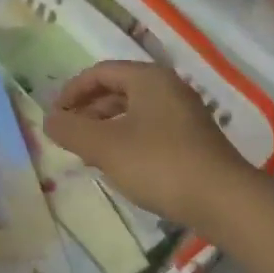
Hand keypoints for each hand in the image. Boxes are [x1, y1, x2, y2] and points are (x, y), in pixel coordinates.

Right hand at [45, 61, 254, 227]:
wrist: (224, 200)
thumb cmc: (160, 164)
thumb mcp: (106, 147)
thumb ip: (72, 131)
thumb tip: (48, 119)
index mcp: (148, 78)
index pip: (100, 72)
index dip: (72, 91)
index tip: (55, 116)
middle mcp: (168, 87)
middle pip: (118, 90)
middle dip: (88, 111)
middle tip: (68, 136)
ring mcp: (184, 114)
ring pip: (134, 111)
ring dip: (106, 127)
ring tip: (89, 153)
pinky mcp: (193, 139)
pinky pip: (150, 129)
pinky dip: (127, 140)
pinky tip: (120, 165)